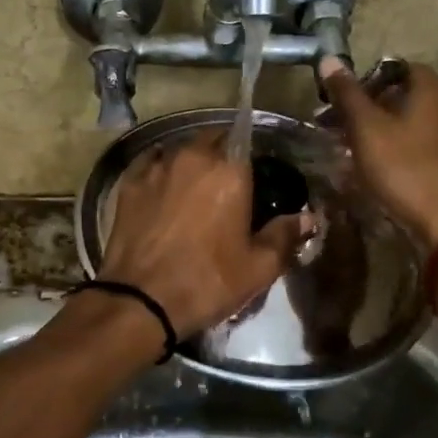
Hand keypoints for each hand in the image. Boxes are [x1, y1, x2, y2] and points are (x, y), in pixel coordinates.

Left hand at [99, 131, 306, 336]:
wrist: (141, 300)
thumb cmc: (208, 281)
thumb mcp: (258, 267)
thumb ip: (285, 235)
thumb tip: (308, 217)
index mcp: (230, 170)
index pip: (244, 138)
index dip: (250, 154)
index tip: (253, 173)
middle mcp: (193, 157)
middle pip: (212, 139)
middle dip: (221, 153)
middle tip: (227, 182)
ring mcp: (157, 166)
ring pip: (180, 149)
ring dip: (191, 160)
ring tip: (195, 185)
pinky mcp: (129, 182)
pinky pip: (151, 162)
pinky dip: (161, 168)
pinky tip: (163, 186)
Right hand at [319, 58, 437, 250]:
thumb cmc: (403, 167)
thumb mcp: (366, 127)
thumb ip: (347, 93)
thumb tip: (328, 58)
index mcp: (432, 90)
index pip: (397, 67)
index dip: (367, 78)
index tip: (342, 97)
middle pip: (402, 96)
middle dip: (368, 106)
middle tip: (337, 123)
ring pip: (409, 122)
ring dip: (379, 130)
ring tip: (349, 147)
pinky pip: (417, 145)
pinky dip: (394, 149)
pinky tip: (374, 168)